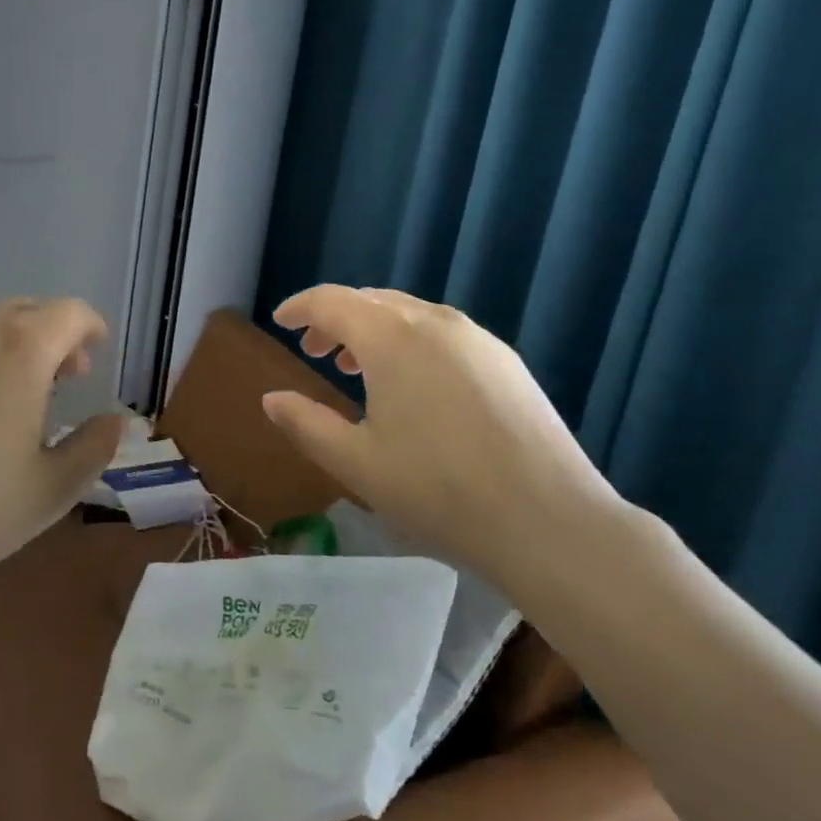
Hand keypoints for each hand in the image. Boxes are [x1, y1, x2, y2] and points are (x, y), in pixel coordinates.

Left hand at [0, 297, 123, 600]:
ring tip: (14, 399)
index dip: (90, 328)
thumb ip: (94, 448)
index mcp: (22, 349)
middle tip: (62, 381)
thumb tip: (114, 421)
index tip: (95, 356)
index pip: (69, 312)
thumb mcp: (51, 490)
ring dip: (13, 347)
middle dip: (53, 336)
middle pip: (26, 311)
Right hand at [260, 285, 617, 577]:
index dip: (299, 307)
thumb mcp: (356, 463)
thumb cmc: (439, 490)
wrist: (549, 519)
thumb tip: (271, 399)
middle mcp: (432, 321)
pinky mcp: (505, 359)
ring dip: (373, 329)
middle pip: (370, 300)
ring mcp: (475, 337)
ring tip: (357, 367)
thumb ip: (305, 424)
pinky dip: (410, 340)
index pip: (331, 301)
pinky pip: (441, 332)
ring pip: (408, 313)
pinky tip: (413, 383)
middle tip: (314, 350)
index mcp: (390, 337)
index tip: (280, 321)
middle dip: (335, 318)